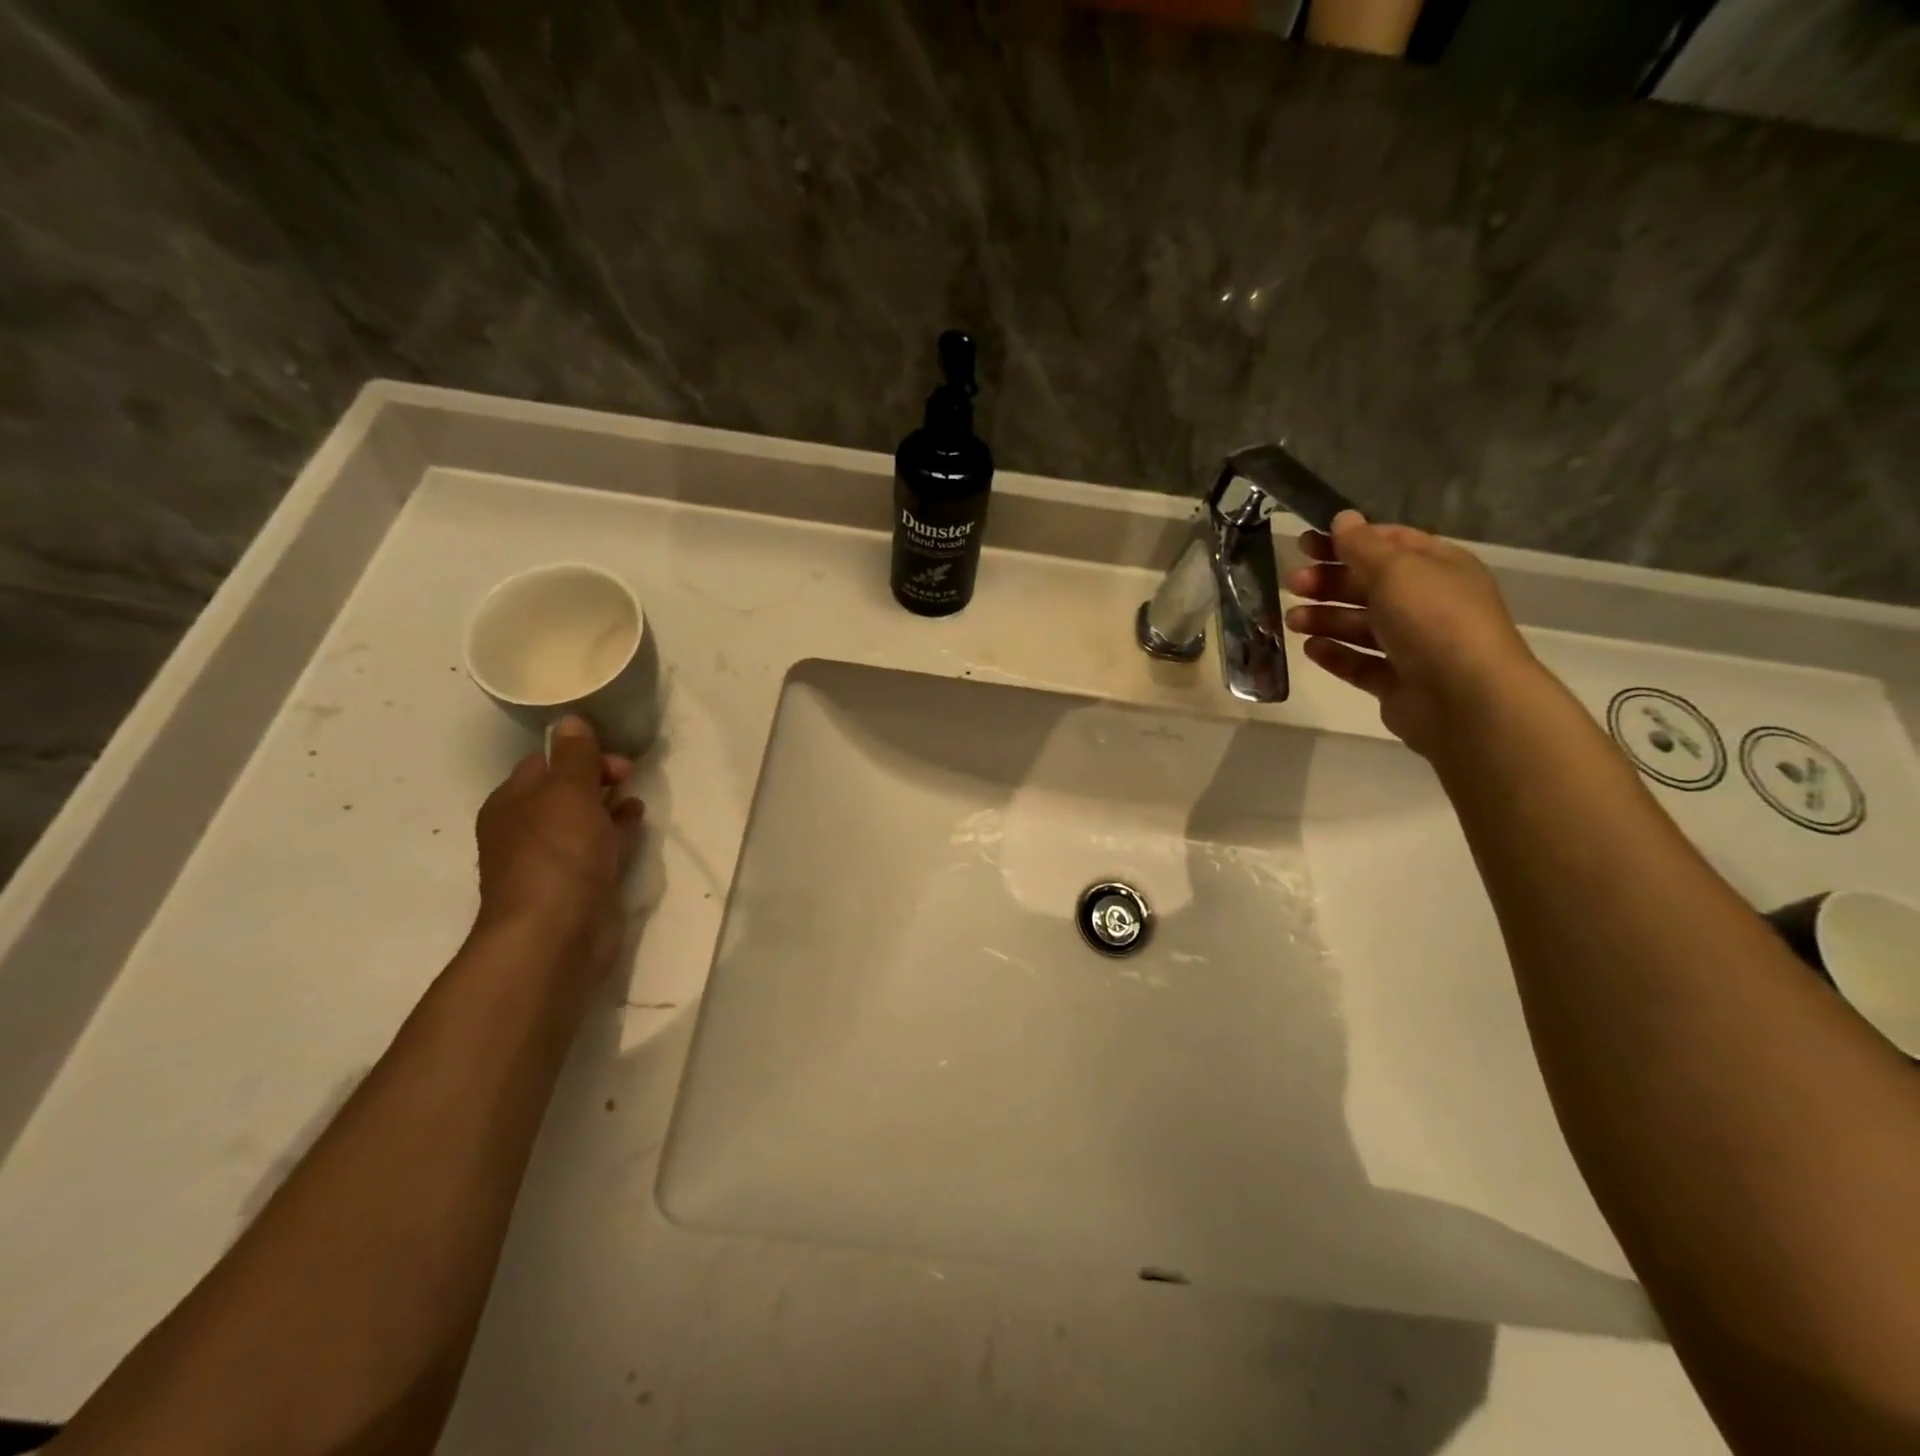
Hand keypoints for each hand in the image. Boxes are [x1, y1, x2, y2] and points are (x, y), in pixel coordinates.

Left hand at [473, 716, 644, 990]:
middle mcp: (526, 830)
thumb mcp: (568, 792)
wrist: (557, 934)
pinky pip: (600, 847)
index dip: (579, 752)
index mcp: (512, 804)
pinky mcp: (580, 885)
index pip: (543, 763)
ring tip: (635, 793)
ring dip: (608, 804)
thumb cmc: (558, 854)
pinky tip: (636, 822)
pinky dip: (617, 831)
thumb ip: (575, 756)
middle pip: (564, 791)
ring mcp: (553, 861)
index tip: (614, 754)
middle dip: (596, 777)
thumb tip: (570, 721)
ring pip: (584, 820)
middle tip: (630, 772)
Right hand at [1284, 511, 1538, 758]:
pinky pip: (1359, 663)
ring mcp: (1412, 646)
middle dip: (1328, 582)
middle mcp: (1427, 604)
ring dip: (1324, 618)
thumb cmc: (1433, 620)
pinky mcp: (1396, 683)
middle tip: (1292, 583)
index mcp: (1437, 568)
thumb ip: (1362, 546)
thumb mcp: (1396, 570)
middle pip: (1368, 586)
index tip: (1304, 543)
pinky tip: (1310, 649)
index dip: (1346, 541)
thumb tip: (1342, 518)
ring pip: (1360, 626)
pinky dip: (1335, 655)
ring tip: (1292, 621)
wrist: (1465, 698)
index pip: (1388, 544)